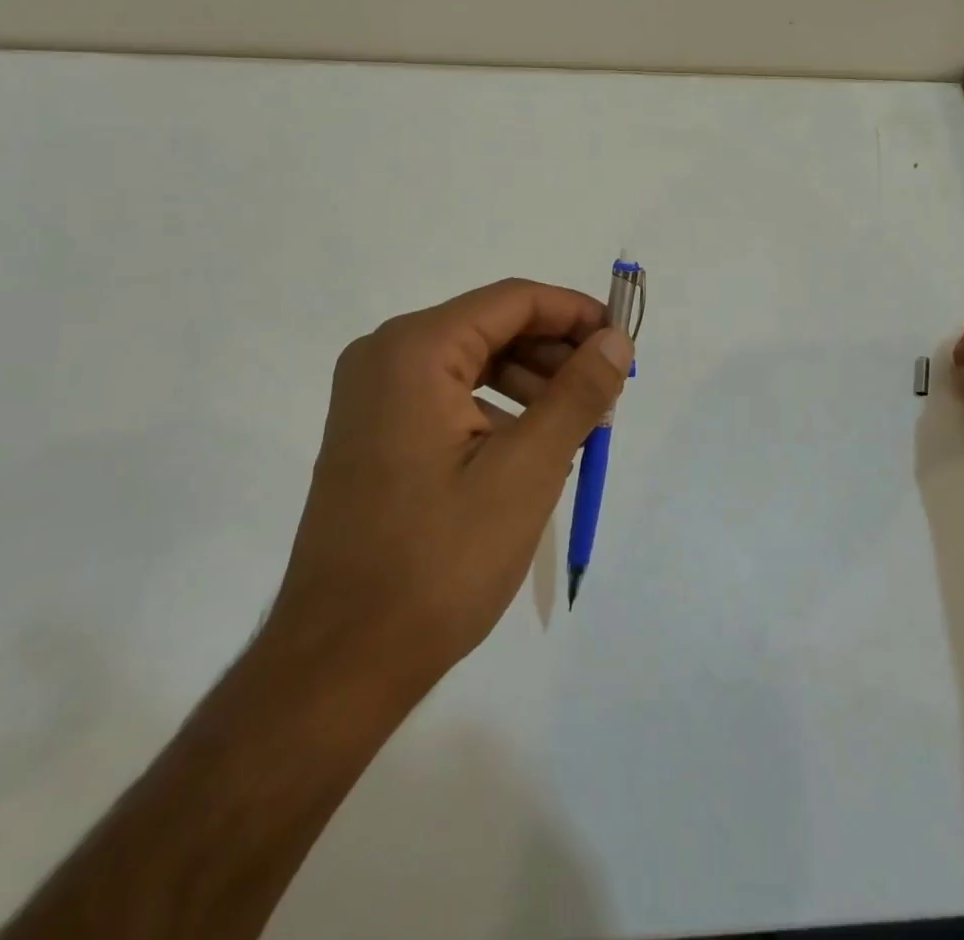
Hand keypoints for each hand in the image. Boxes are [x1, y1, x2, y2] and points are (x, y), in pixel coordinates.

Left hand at [262, 279, 632, 705]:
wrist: (340, 663)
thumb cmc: (439, 560)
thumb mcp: (527, 470)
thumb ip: (578, 393)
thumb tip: (616, 339)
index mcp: (414, 349)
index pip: (514, 300)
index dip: (577, 314)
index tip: (624, 346)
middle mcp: (385, 355)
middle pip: (493, 326)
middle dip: (557, 354)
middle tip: (607, 397)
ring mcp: (373, 396)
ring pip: (474, 362)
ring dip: (533, 383)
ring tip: (579, 428)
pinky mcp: (374, 432)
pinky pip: (450, 396)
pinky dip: (498, 409)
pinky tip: (532, 450)